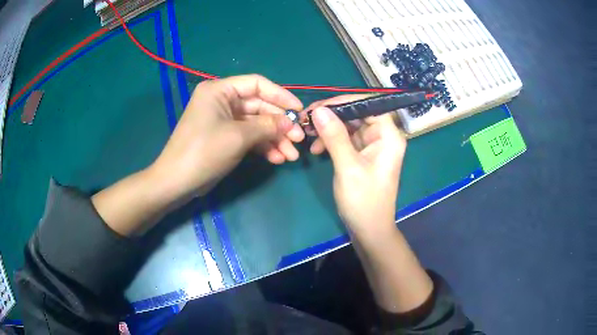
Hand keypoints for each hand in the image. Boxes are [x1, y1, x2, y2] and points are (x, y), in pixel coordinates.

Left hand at [151, 74, 303, 200]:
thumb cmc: (204, 152)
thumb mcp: (238, 136)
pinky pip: (248, 137)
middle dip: (279, 124)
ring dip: (274, 139)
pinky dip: (262, 147)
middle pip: (259, 107)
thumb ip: (267, 126)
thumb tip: (291, 123)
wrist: (177, 182)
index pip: (257, 84)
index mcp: (220, 90)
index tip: (299, 111)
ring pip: (256, 124)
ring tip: (290, 156)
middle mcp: (222, 101)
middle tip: (298, 140)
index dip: (281, 96)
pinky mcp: (225, 137)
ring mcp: (224, 120)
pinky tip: (276, 159)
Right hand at [308, 95, 406, 237]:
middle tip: (307, 120)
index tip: (318, 107)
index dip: (343, 102)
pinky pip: (346, 139)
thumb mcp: (348, 167)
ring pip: (349, 125)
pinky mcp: (363, 155)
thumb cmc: (364, 201)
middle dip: (331, 116)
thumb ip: (334, 137)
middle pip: (357, 114)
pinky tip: (316, 149)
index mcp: (388, 136)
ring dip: (328, 129)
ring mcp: (373, 146)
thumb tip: (319, 110)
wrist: (369, 229)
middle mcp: (383, 136)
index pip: (368, 105)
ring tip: (308, 135)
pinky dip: (331, 141)